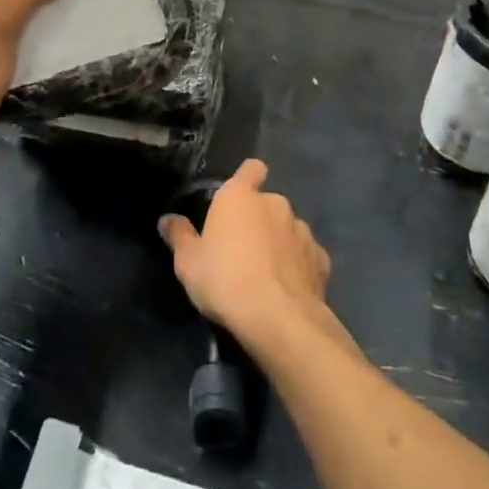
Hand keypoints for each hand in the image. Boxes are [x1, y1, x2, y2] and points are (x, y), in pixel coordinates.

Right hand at [158, 160, 331, 343]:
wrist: (279, 319)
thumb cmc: (225, 280)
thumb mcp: (188, 263)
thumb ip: (179, 236)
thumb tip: (167, 220)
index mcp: (240, 196)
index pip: (251, 168)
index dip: (247, 178)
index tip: (239, 196)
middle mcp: (275, 204)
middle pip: (267, 203)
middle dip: (259, 219)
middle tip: (242, 248)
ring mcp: (302, 230)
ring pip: (288, 228)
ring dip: (279, 242)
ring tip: (266, 272)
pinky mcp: (321, 259)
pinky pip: (306, 255)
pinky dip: (298, 266)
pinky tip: (288, 288)